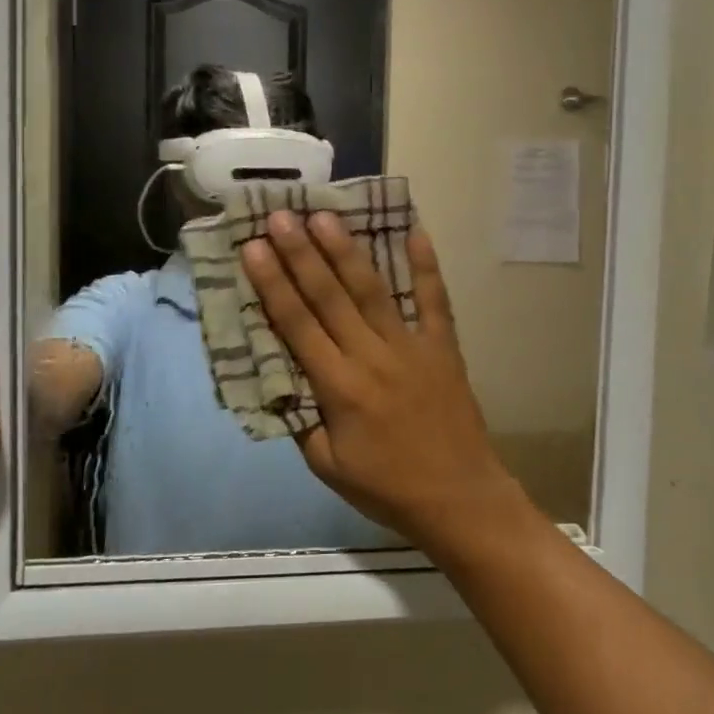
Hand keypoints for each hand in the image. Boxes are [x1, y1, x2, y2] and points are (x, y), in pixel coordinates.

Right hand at [242, 212, 529, 552]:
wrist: (459, 498)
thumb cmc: (387, 488)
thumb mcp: (327, 466)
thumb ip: (302, 420)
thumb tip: (281, 380)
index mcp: (339, 387)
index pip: (297, 325)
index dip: (272, 284)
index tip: (254, 247)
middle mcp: (371, 357)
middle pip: (330, 297)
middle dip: (301, 253)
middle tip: (281, 215)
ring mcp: (411, 346)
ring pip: (373, 290)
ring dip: (347, 251)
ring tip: (325, 216)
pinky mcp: (443, 347)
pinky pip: (434, 300)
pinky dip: (425, 266)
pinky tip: (415, 231)